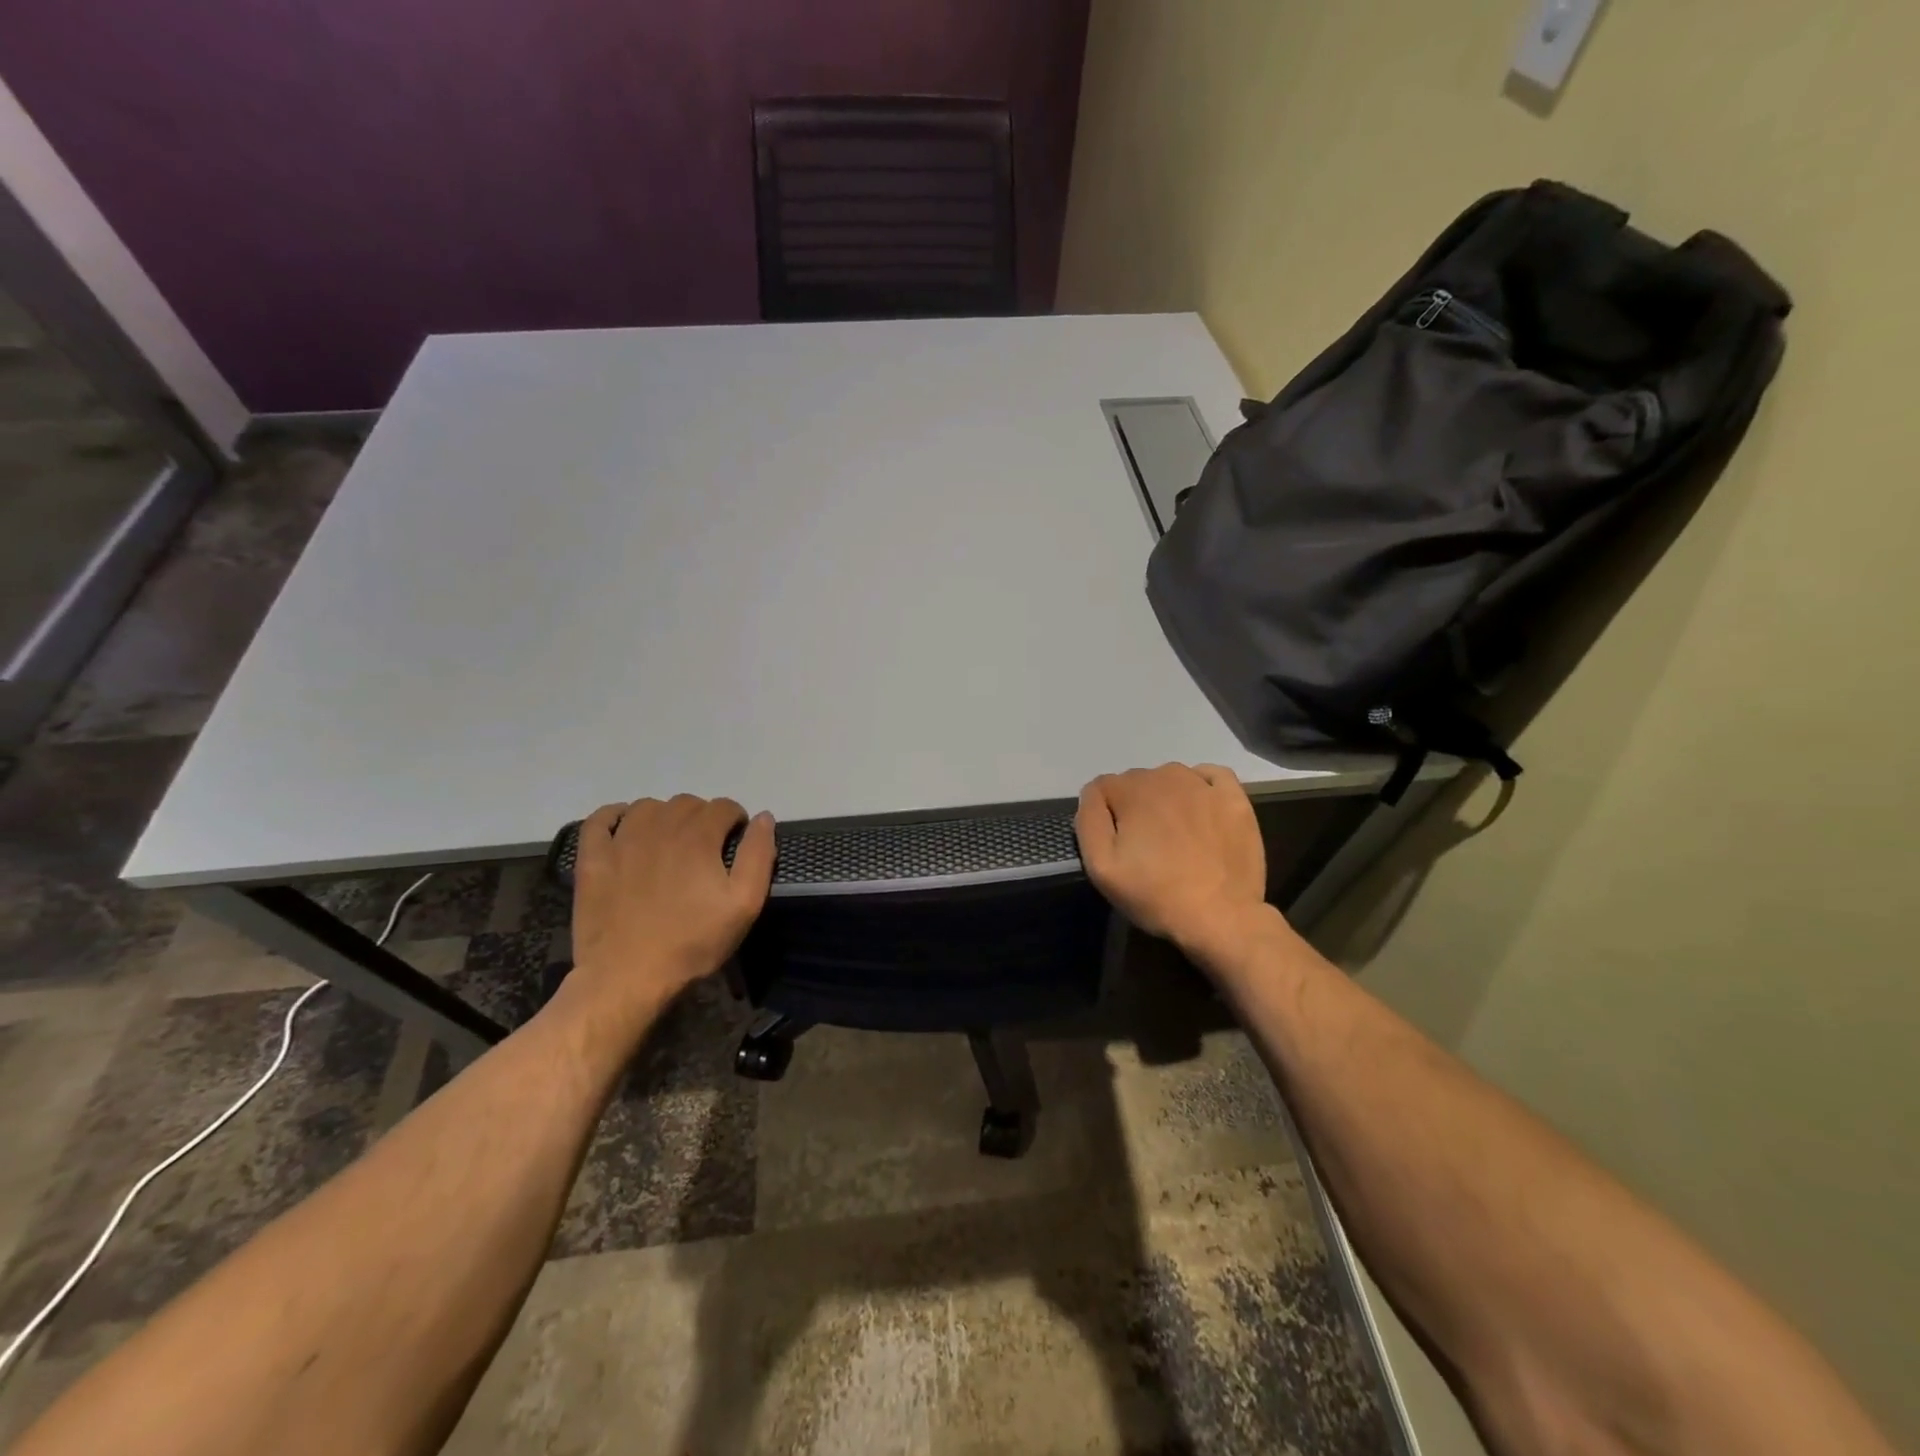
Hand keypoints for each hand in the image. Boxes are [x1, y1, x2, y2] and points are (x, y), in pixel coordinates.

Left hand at [567, 795, 775, 1027]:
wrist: (627, 976)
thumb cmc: (692, 942)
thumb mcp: (744, 904)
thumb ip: (758, 855)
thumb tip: (763, 818)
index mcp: (698, 836)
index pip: (724, 806)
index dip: (735, 820)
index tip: (735, 843)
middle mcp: (659, 827)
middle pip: (688, 803)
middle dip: (703, 817)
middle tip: (706, 849)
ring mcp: (621, 841)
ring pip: (648, 807)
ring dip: (665, 816)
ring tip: (670, 842)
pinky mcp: (592, 859)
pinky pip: (599, 820)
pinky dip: (614, 815)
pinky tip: (624, 827)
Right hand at [1075, 763, 1268, 954]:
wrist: (1220, 917)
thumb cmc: (1155, 894)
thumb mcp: (1100, 866)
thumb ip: (1089, 820)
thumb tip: (1093, 794)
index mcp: (1131, 790)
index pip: (1103, 787)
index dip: (1104, 815)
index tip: (1116, 845)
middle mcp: (1166, 776)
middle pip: (1137, 782)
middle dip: (1134, 807)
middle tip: (1144, 846)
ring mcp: (1204, 785)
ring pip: (1171, 778)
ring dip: (1166, 798)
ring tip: (1174, 835)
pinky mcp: (1234, 799)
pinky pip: (1212, 776)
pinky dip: (1202, 786)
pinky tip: (1201, 808)